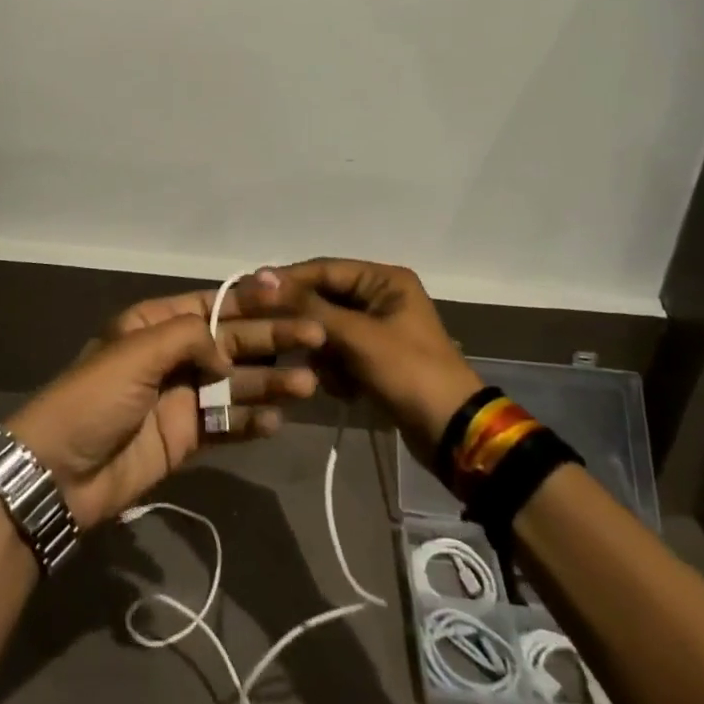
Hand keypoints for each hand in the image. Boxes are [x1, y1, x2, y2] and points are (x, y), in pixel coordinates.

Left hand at [5, 282, 324, 527]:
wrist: (59, 472)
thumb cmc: (94, 398)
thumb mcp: (136, 352)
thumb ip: (189, 337)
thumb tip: (227, 354)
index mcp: (154, 324)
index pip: (212, 305)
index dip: (251, 300)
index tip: (290, 295)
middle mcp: (172, 355)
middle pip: (231, 342)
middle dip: (272, 340)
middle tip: (317, 338)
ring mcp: (181, 398)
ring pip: (235, 384)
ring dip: (270, 382)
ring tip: (307, 384)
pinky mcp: (185, 437)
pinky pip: (226, 424)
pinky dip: (250, 422)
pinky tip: (275, 421)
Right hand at [241, 259, 482, 461]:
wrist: (452, 434)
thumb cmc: (408, 373)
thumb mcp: (357, 336)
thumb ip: (309, 306)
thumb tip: (263, 276)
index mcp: (384, 280)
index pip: (324, 269)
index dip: (288, 281)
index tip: (251, 293)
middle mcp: (380, 297)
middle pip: (324, 299)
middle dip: (306, 324)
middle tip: (276, 338)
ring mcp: (377, 329)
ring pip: (326, 329)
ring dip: (322, 352)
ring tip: (325, 374)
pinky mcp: (373, 358)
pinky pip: (338, 353)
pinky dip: (335, 370)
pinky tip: (343, 389)